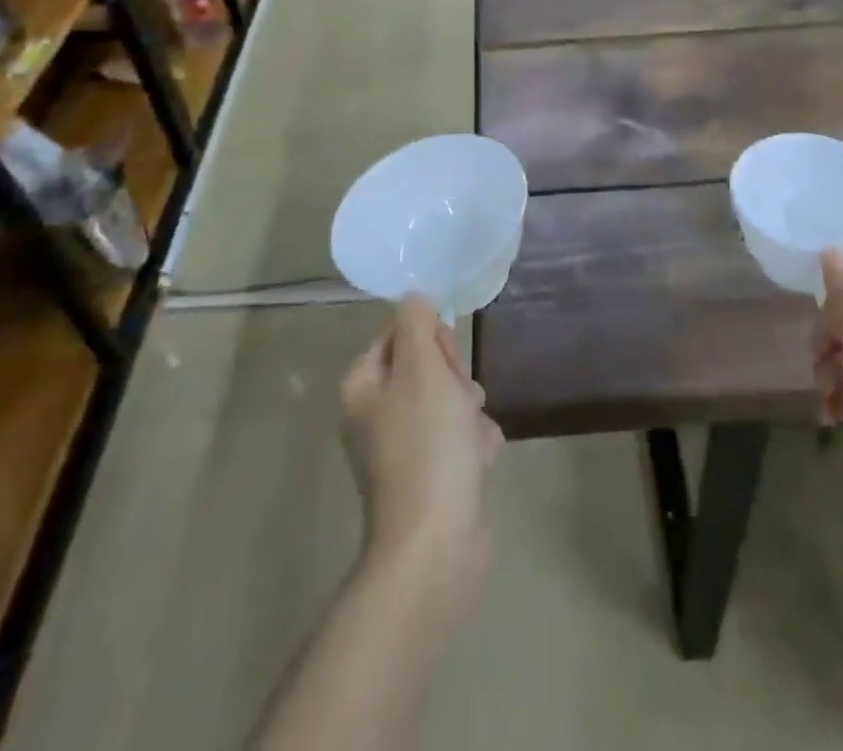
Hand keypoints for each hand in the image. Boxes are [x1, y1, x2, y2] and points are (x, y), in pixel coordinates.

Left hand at [340, 295, 502, 627]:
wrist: (436, 546)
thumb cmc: (427, 446)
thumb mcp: (423, 369)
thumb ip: (417, 324)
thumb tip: (414, 297)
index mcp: (363, 385)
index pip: (400, 332)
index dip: (432, 339)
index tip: (447, 359)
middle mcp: (376, 413)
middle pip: (427, 366)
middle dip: (455, 378)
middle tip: (462, 399)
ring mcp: (402, 447)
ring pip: (450, 401)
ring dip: (470, 413)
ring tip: (473, 438)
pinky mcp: (429, 476)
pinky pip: (458, 439)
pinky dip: (473, 444)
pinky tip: (479, 461)